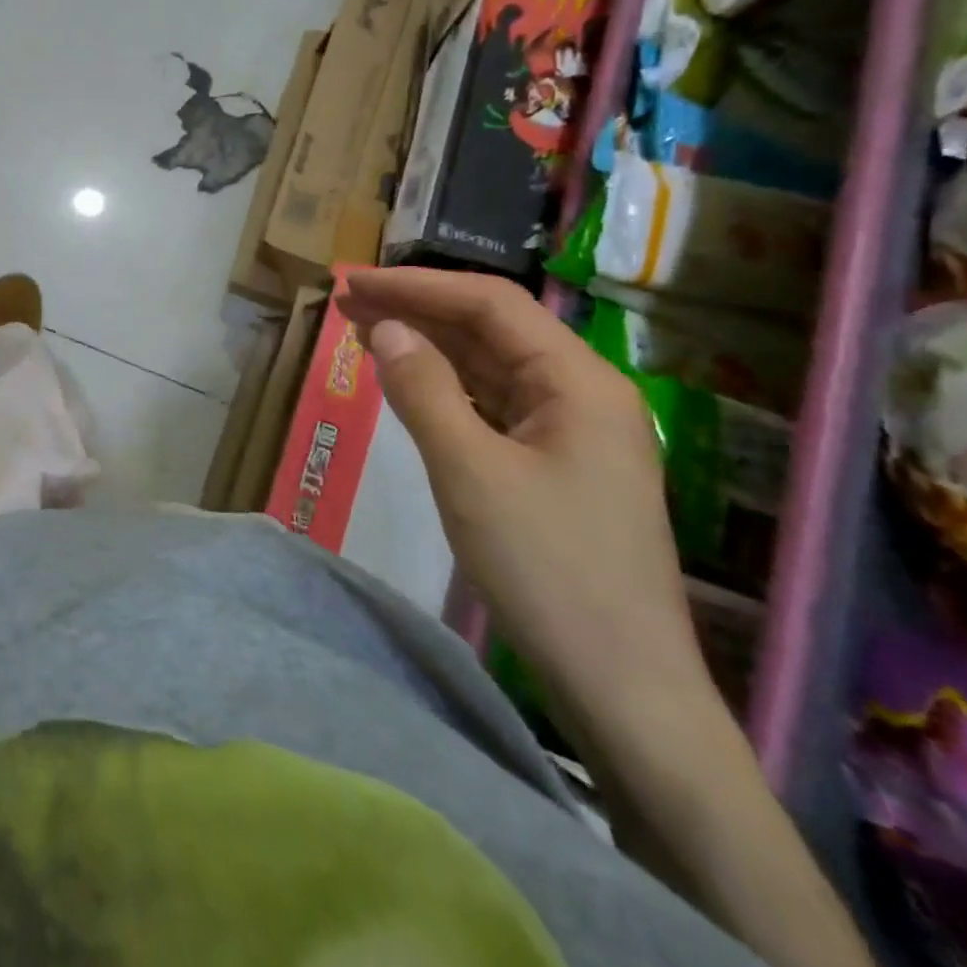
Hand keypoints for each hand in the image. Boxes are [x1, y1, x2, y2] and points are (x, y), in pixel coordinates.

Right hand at [337, 268, 709, 727]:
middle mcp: (581, 393)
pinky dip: (444, 387)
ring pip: (488, 367)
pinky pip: (491, 405)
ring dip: (427, 345)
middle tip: (346, 300)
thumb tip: (384, 327)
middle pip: (490, 330)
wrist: (620, 684)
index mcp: (577, 381)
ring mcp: (571, 431)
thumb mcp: (469, 471)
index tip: (354, 282)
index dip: (417, 286)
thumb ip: (423, 389)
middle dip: (417, 310)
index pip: (490, 304)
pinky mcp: (554, 465)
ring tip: (362, 328)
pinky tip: (407, 382)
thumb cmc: (546, 568)